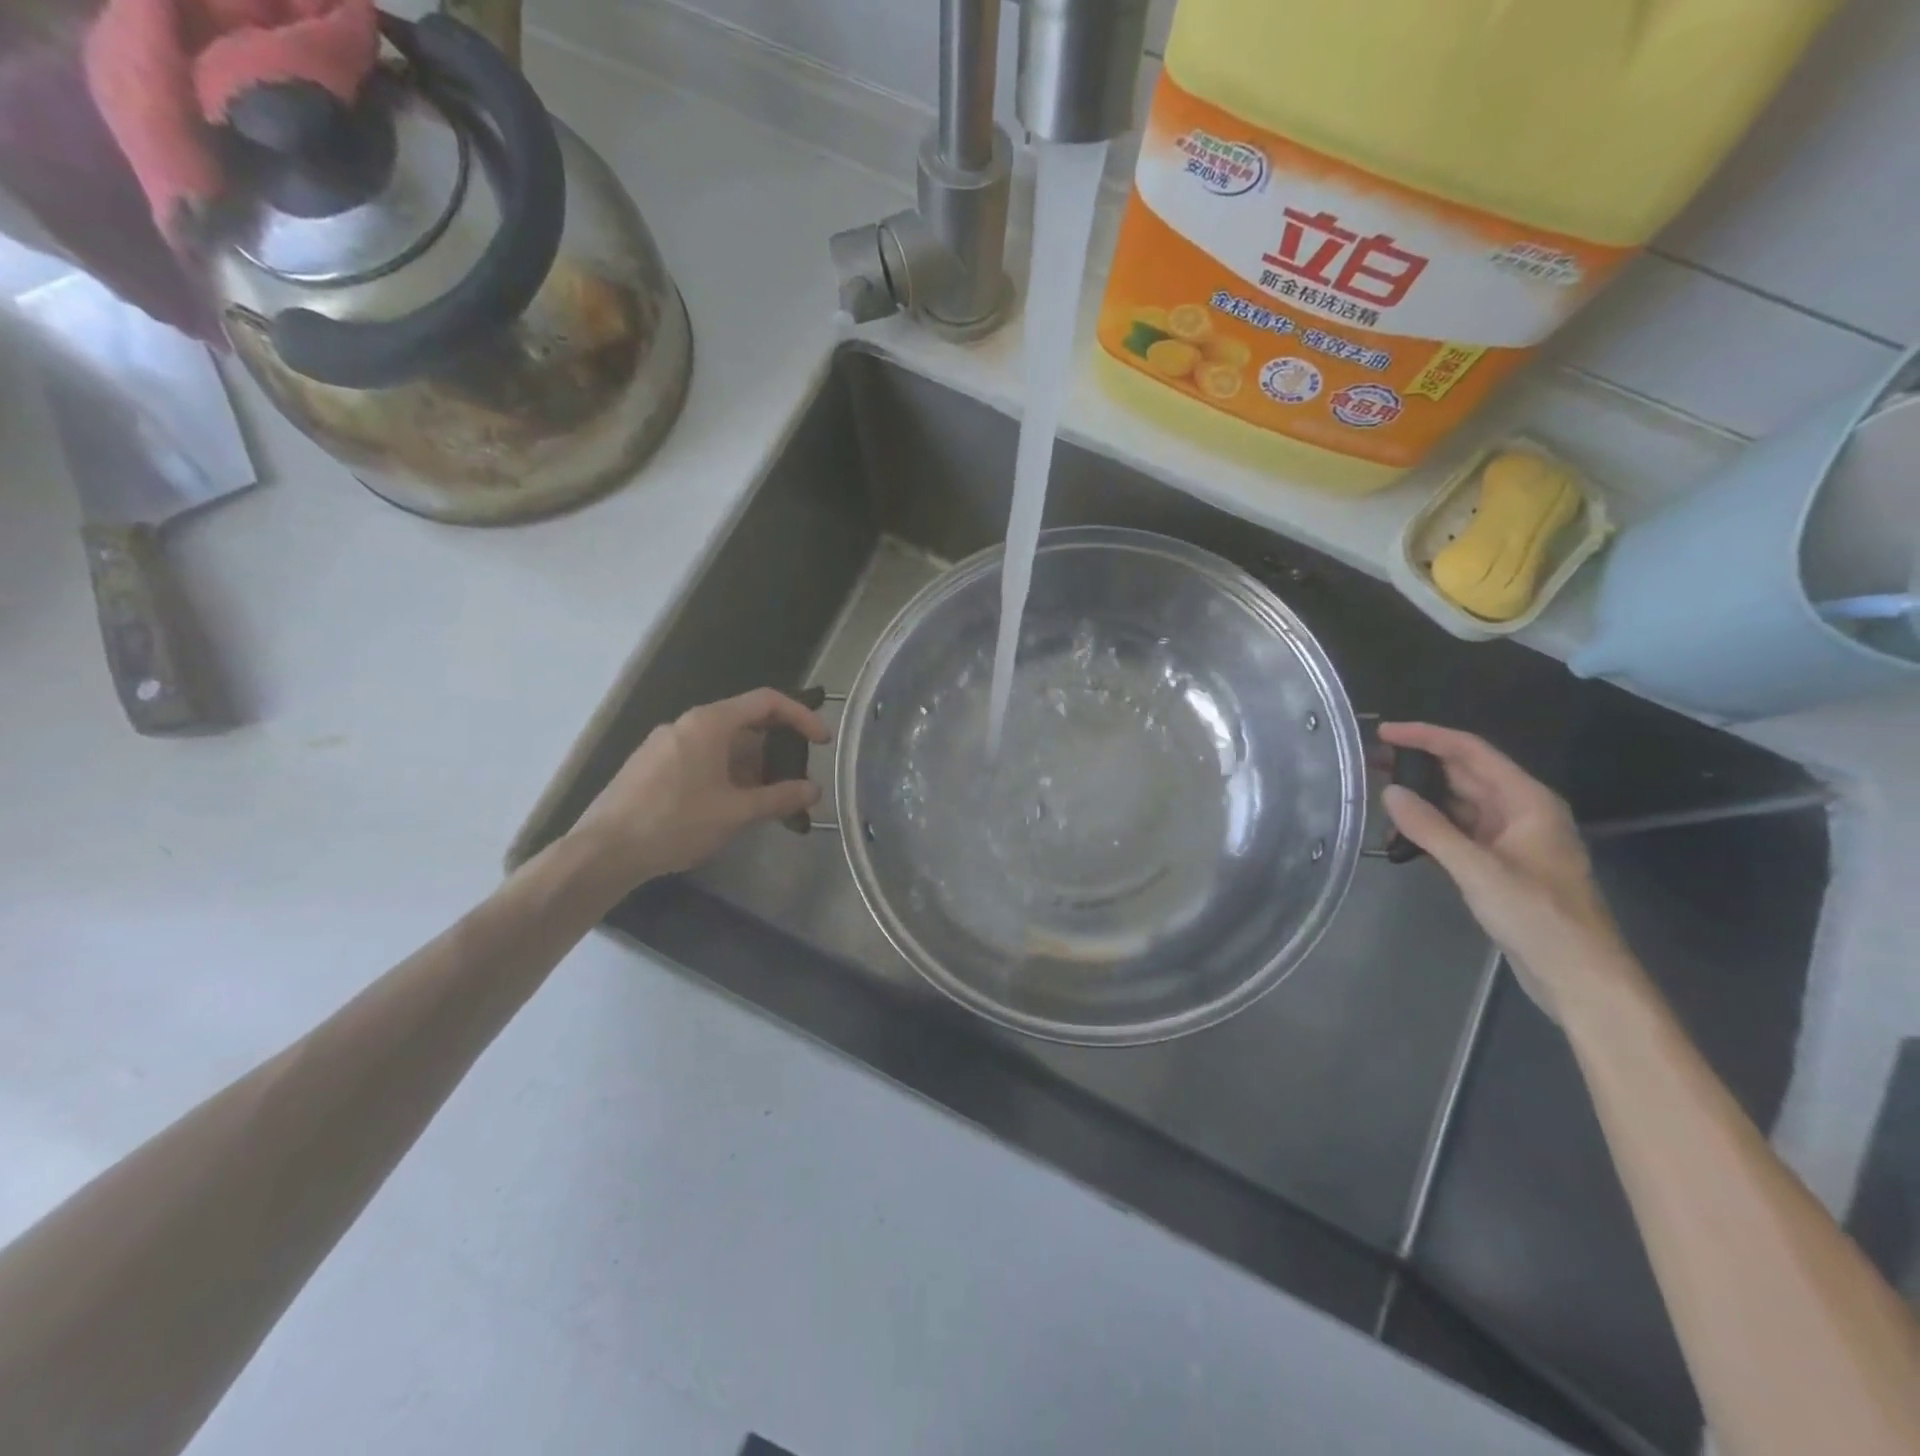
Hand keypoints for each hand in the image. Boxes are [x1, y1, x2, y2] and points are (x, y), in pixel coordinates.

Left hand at [569, 689, 829, 892]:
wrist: (603, 851)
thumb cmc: (676, 822)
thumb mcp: (735, 812)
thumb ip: (779, 798)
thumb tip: (813, 790)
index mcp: (709, 723)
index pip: (767, 702)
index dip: (801, 716)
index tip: (822, 741)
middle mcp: (686, 724)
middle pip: (745, 723)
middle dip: (777, 751)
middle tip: (796, 781)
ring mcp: (665, 744)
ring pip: (722, 745)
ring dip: (753, 768)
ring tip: (769, 802)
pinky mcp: (652, 766)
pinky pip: (701, 759)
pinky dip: (727, 775)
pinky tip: (732, 808)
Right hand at [1379, 722, 1639, 1023]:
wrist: (1579, 975)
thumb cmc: (1538, 916)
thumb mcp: (1478, 870)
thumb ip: (1430, 829)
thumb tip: (1389, 793)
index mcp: (1527, 801)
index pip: (1471, 752)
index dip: (1427, 737)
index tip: (1384, 733)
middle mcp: (1520, 811)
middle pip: (1465, 774)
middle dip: (1419, 763)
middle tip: (1370, 761)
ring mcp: (1510, 838)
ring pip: (1459, 803)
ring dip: (1422, 796)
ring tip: (1378, 791)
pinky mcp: (1500, 863)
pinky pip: (1459, 831)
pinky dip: (1431, 826)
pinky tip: (1402, 832)